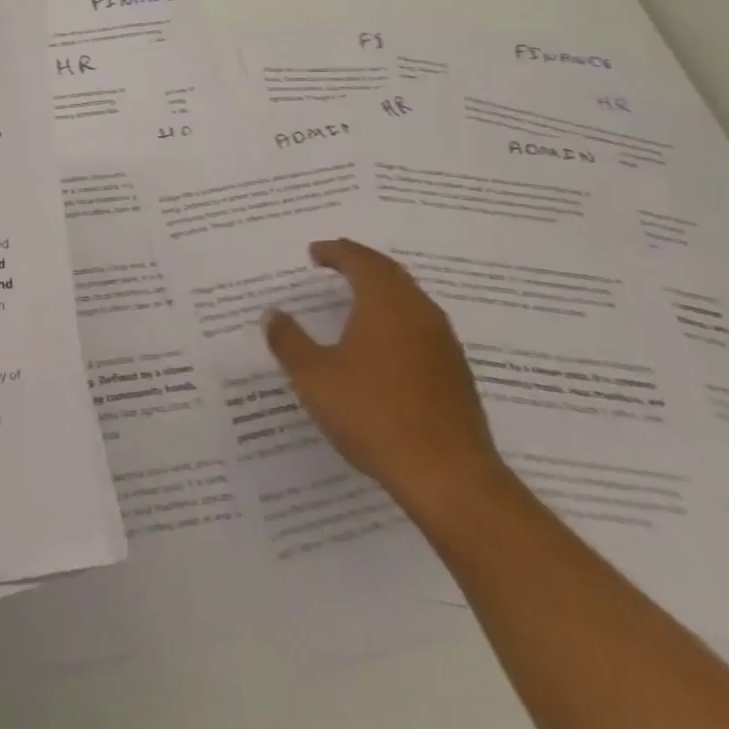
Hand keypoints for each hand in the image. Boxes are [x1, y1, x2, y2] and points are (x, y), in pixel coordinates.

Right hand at [263, 238, 505, 516]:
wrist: (449, 477)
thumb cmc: (373, 416)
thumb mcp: (314, 378)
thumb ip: (290, 342)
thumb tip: (272, 315)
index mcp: (384, 303)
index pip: (360, 260)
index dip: (335, 252)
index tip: (314, 252)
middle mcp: (418, 311)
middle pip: (389, 273)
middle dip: (360, 263)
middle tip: (335, 262)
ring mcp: (443, 342)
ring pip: (410, 298)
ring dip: (382, 289)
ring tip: (358, 297)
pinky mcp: (455, 372)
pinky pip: (422, 326)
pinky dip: (398, 318)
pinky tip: (385, 343)